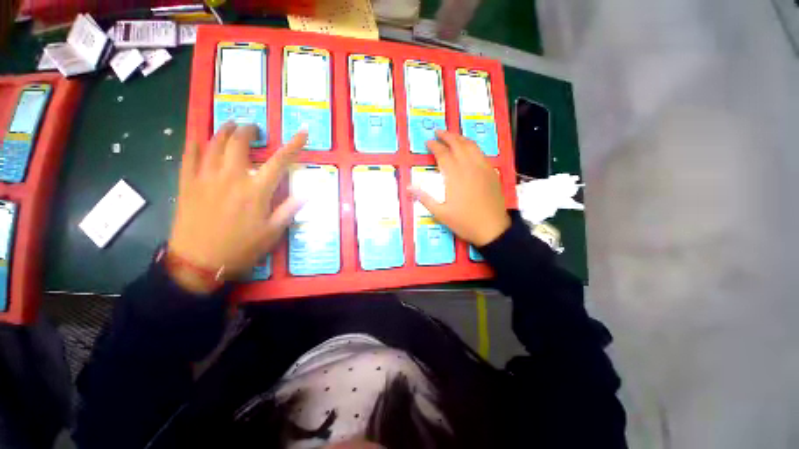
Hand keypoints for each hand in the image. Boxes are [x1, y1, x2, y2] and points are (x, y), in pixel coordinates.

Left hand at [167, 123, 306, 292]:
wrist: (199, 263)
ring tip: (231, 125)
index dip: (294, 145)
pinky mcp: (187, 184)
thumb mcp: (273, 232)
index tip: (302, 132)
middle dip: (249, 130)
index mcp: (256, 191)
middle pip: (240, 143)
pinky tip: (199, 138)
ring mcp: (206, 178)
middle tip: (255, 128)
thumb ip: (290, 208)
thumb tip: (310, 192)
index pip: (280, 161)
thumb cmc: (241, 248)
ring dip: (224, 131)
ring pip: (214, 144)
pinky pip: (189, 157)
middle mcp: (231, 178)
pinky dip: (195, 144)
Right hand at [409, 130, 510, 246]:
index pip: (443, 154)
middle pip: (458, 144)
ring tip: (452, 136)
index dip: (435, 146)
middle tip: (438, 132)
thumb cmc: (464, 222)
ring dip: (460, 138)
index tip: (428, 142)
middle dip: (447, 136)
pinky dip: (472, 146)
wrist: (492, 229)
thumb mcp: (440, 213)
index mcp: (455, 176)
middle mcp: (469, 167)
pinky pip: (481, 153)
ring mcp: (482, 168)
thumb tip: (409, 186)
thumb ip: (424, 198)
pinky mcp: (492, 172)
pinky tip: (468, 149)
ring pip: (471, 146)